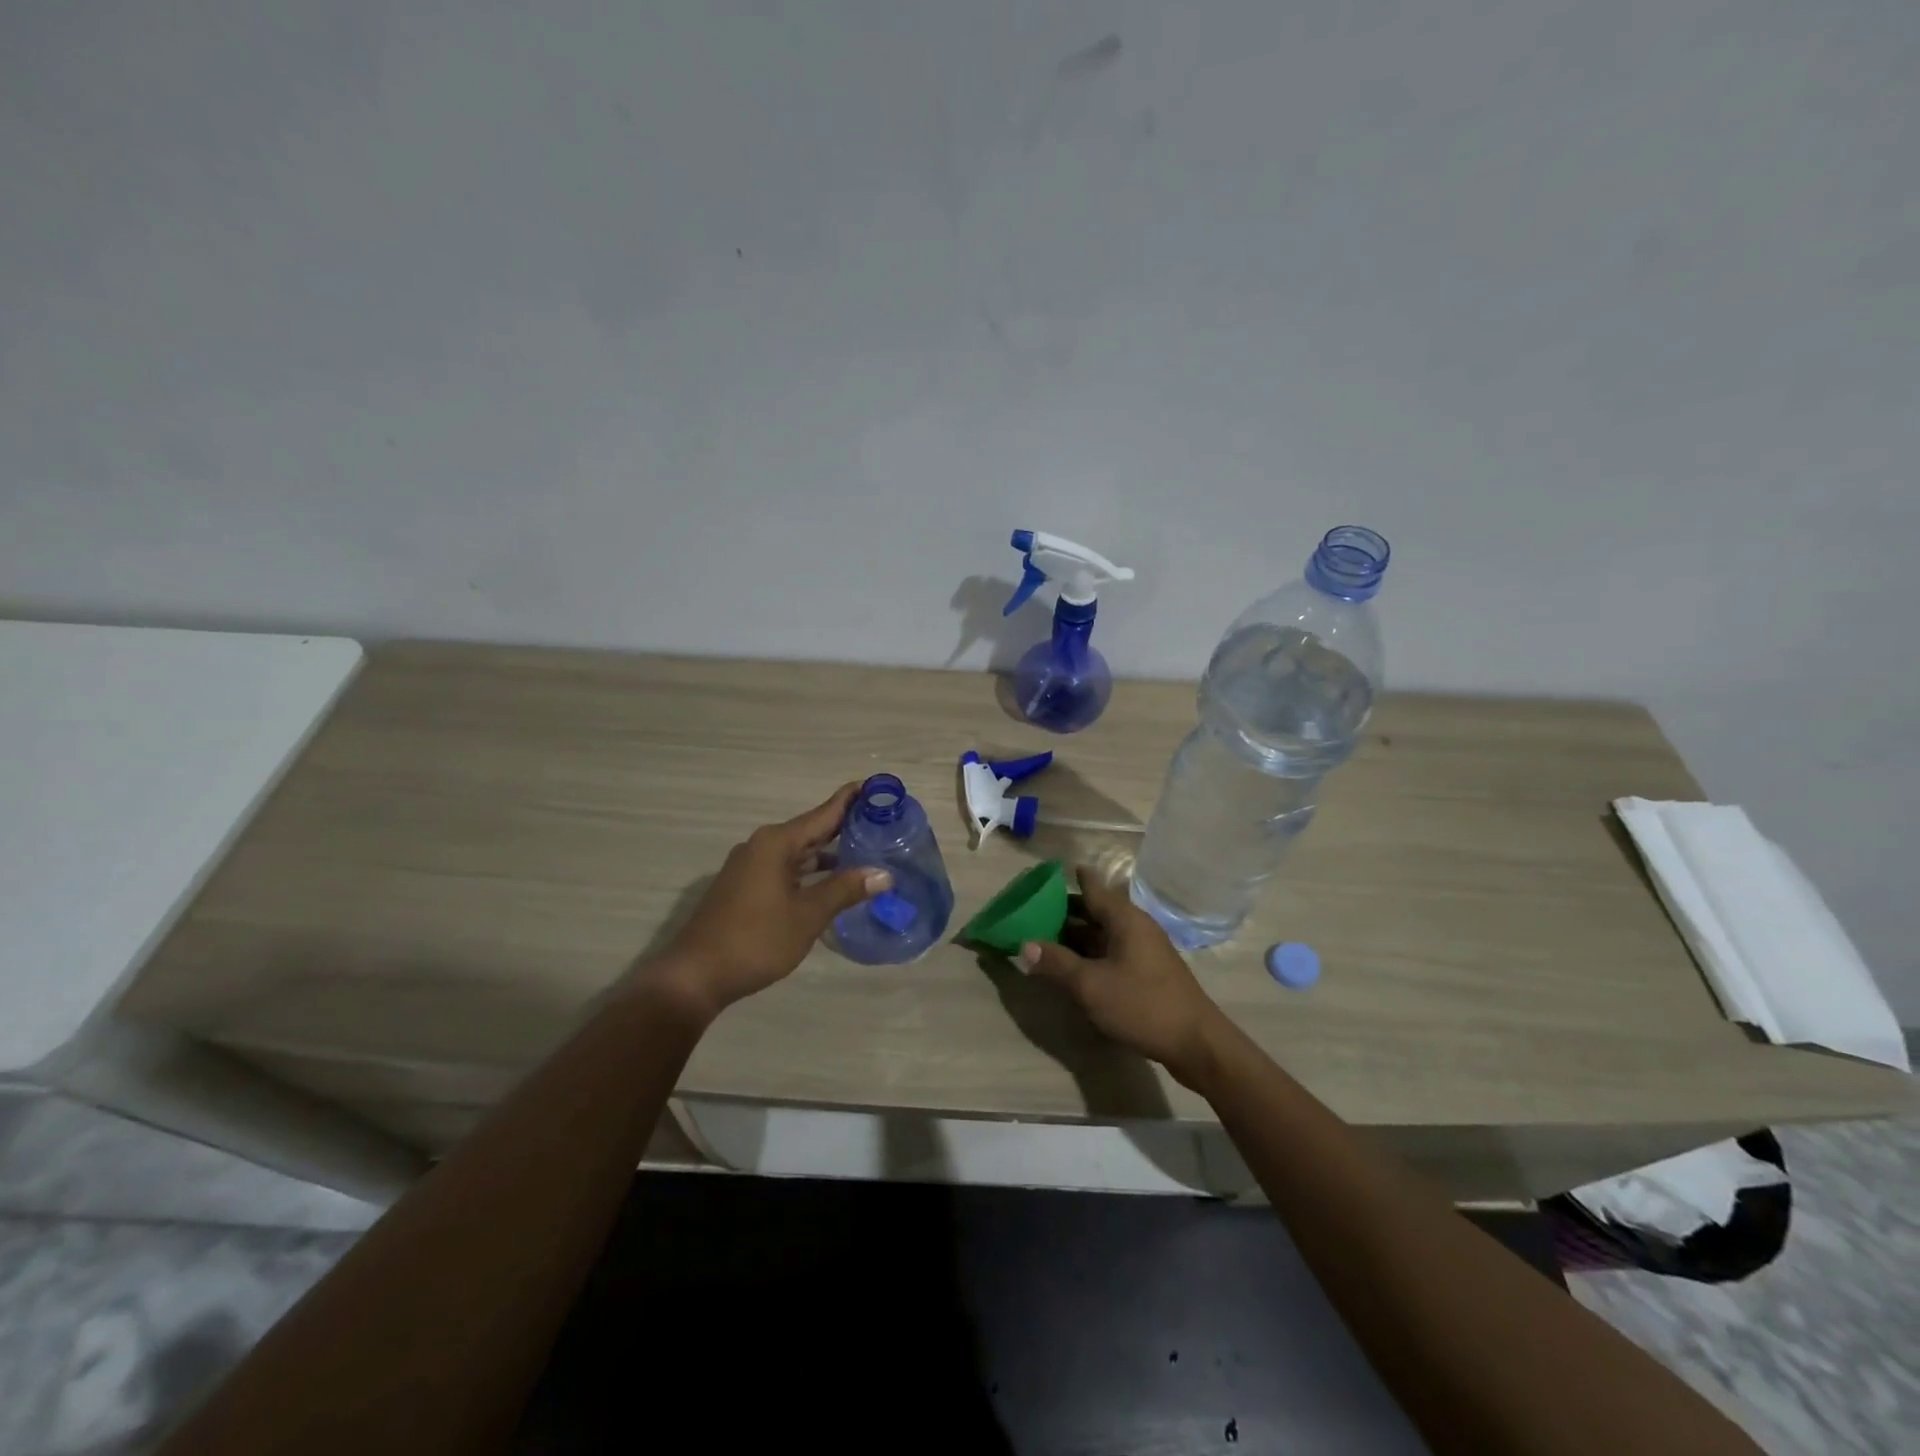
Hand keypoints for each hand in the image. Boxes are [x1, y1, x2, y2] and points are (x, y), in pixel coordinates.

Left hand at [642, 783, 889, 1018]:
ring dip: (829, 853)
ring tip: (866, 852)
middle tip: (884, 822)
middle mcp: (763, 846)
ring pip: (799, 852)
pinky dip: (811, 871)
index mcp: (777, 842)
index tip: (878, 786)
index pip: (824, 812)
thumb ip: (845, 890)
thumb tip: (884, 874)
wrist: (696, 975)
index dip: (851, 799)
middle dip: (845, 826)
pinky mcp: (746, 887)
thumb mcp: (808, 915)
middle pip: (812, 829)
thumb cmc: (756, 939)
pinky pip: (786, 868)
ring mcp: (751, 867)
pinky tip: (832, 883)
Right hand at [1020, 866, 1226, 1087]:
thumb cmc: (1142, 1005)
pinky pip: (1111, 951)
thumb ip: (1057, 963)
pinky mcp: (1147, 971)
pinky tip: (1072, 966)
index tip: (1043, 875)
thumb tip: (1024, 944)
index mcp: (1124, 918)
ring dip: (1075, 935)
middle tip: (1032, 911)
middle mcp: (1135, 926)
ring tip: (1044, 938)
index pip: (1092, 886)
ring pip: (1102, 933)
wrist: (1196, 1043)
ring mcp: (1143, 949)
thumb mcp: (1091, 986)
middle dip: (1064, 910)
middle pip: (1095, 909)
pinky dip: (1090, 953)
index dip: (1069, 879)